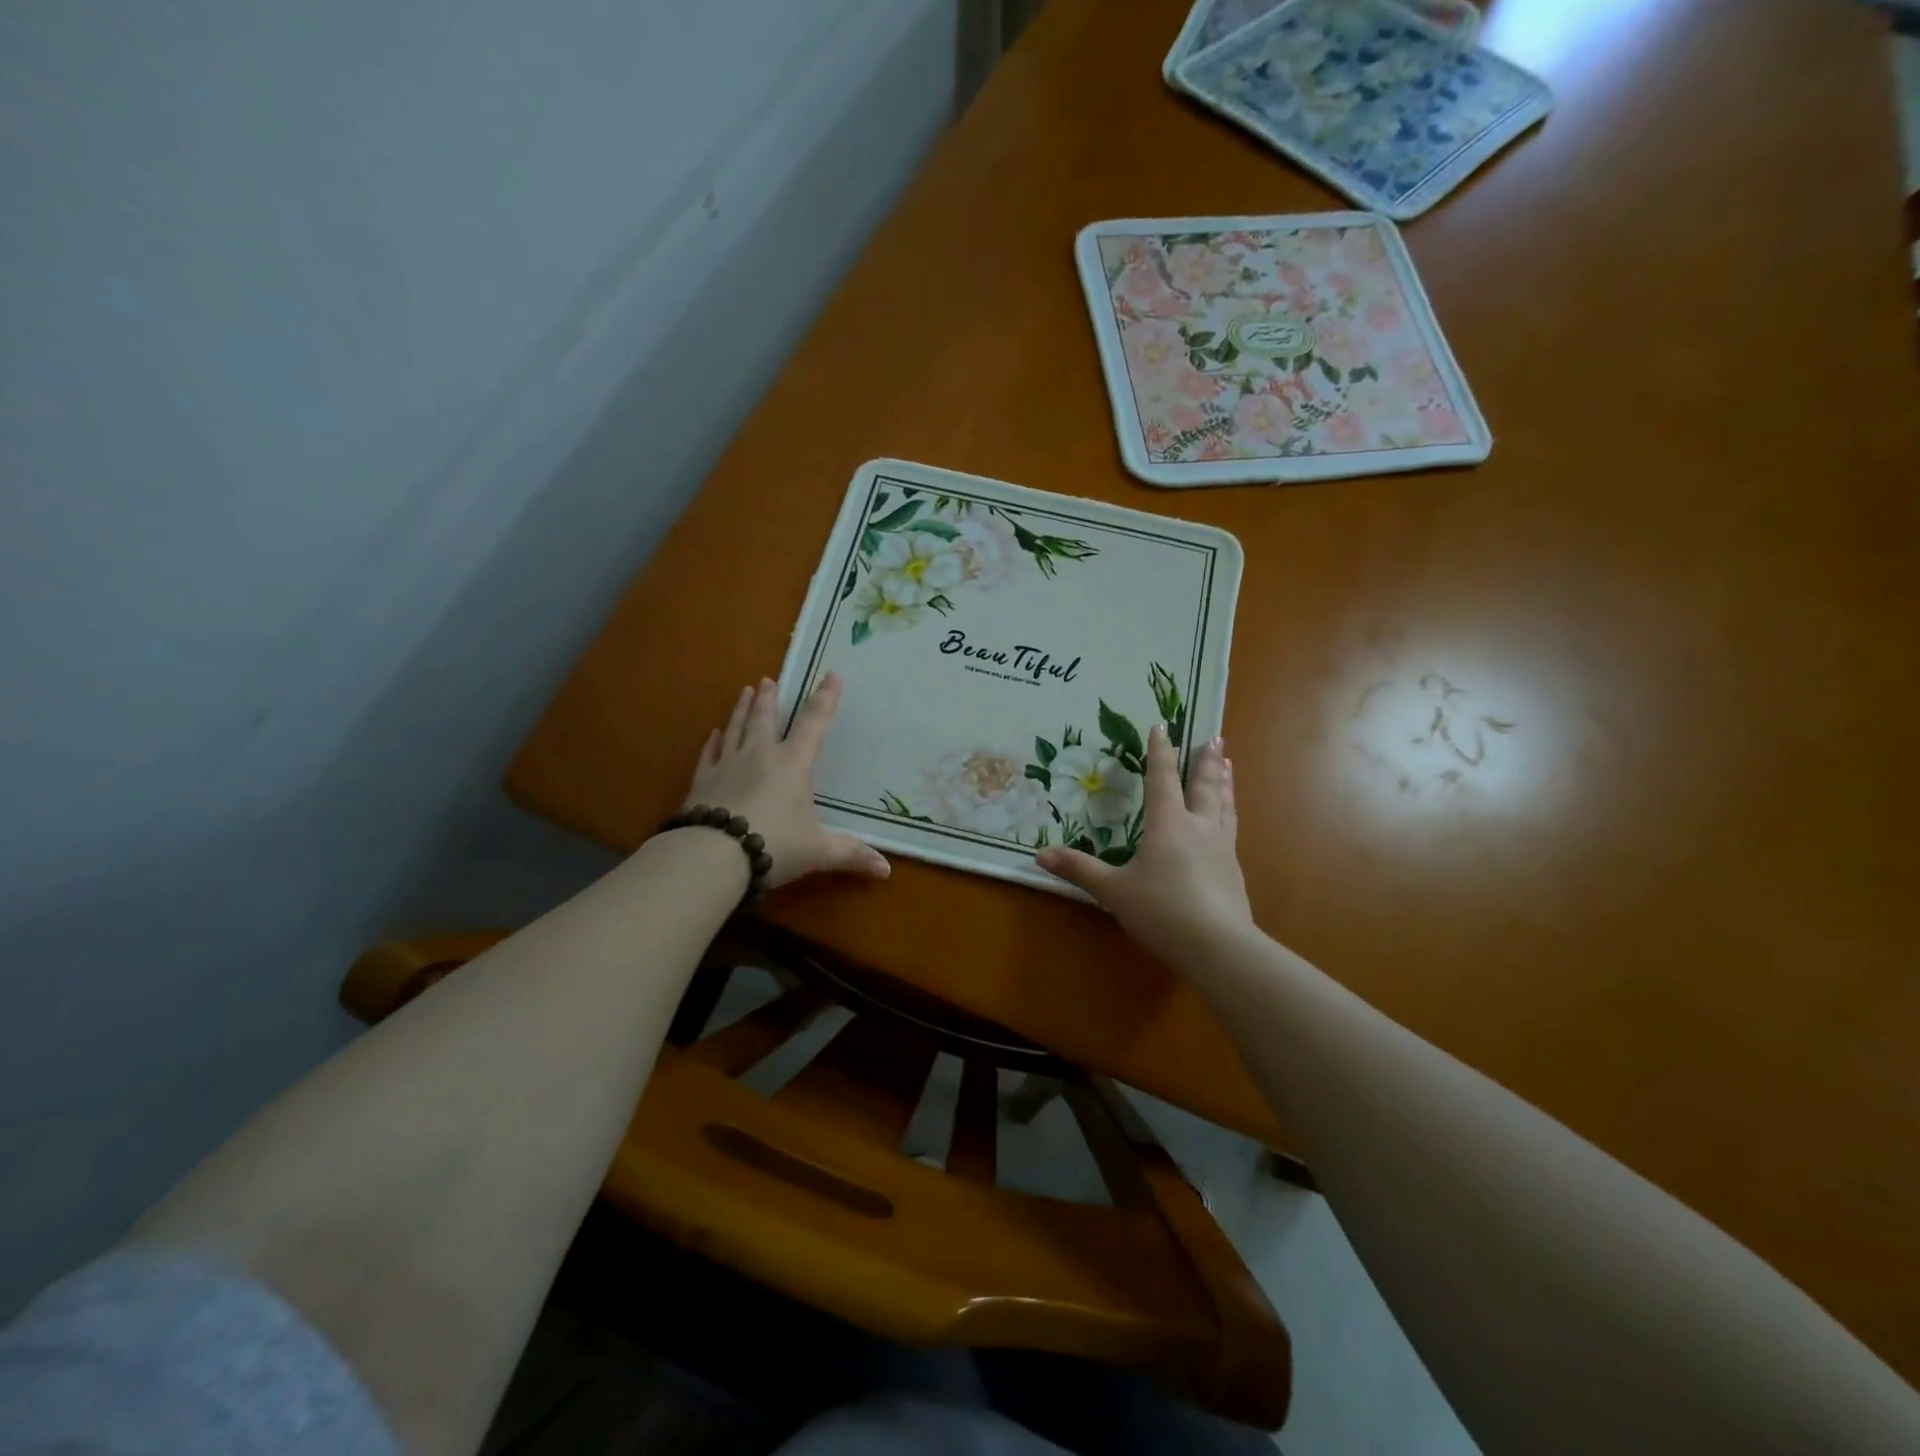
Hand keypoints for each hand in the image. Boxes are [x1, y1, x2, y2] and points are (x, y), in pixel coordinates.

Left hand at [684, 673, 889, 889]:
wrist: (712, 856)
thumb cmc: (774, 845)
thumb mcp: (818, 851)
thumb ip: (850, 854)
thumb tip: (886, 870)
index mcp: (792, 764)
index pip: (813, 724)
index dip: (825, 699)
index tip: (831, 675)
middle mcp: (759, 756)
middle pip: (765, 719)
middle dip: (770, 699)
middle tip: (768, 680)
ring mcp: (727, 766)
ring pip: (736, 729)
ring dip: (742, 710)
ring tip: (745, 692)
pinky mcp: (702, 782)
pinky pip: (708, 754)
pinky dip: (712, 742)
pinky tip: (713, 734)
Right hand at [1036, 724, 1253, 968]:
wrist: (1218, 947)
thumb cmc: (1160, 911)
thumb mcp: (1113, 891)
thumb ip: (1080, 870)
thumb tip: (1040, 855)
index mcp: (1168, 823)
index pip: (1162, 777)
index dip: (1160, 751)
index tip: (1162, 725)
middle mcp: (1198, 827)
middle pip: (1203, 785)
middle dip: (1205, 760)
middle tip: (1215, 737)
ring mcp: (1221, 848)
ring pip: (1224, 804)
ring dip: (1224, 781)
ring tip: (1227, 763)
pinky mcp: (1234, 871)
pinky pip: (1231, 829)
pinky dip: (1230, 812)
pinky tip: (1229, 820)